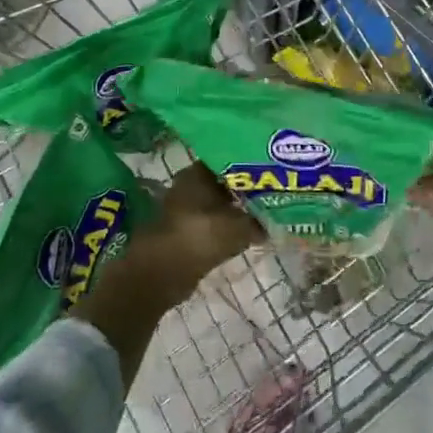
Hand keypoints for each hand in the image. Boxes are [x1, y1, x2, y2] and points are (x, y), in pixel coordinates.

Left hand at [72, 164, 260, 386]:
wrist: (156, 276)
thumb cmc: (196, 240)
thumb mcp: (237, 229)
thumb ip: (259, 222)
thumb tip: (275, 221)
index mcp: (198, 172)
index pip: (232, 156)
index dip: (253, 163)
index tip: (274, 171)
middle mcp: (189, 182)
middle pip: (226, 179)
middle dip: (247, 187)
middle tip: (274, 193)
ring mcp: (185, 205)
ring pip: (220, 201)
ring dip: (238, 208)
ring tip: (264, 212)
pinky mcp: (184, 228)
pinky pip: (213, 219)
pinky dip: (227, 224)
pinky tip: (247, 231)